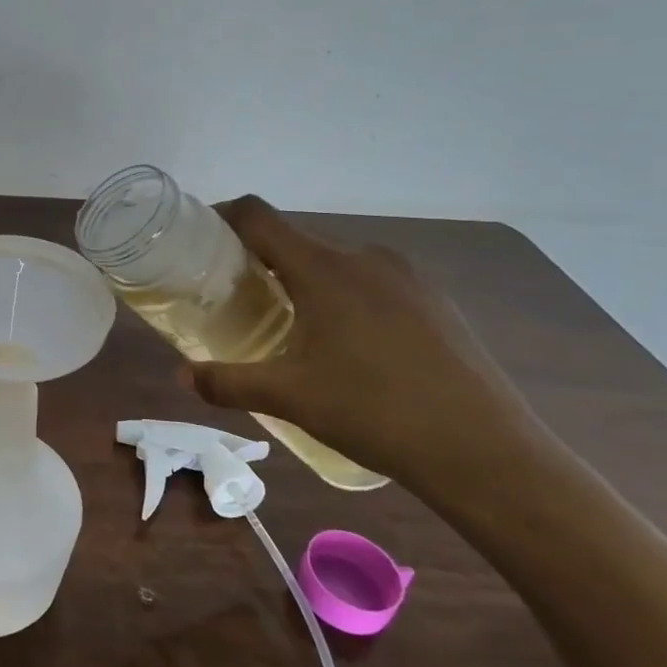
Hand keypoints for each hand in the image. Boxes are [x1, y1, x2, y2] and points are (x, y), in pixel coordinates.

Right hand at [187, 198, 544, 488]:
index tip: (197, 240)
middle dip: (258, 259)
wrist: (484, 450)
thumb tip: (182, 375)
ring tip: (287, 323)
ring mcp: (407, 276)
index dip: (221, 217)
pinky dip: (342, 295)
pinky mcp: (434, 300)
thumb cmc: (373, 412)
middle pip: (295, 239)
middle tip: (234, 296)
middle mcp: (364, 257)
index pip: (258, 216)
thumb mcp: (288, 397)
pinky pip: (371, 281)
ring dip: (301, 279)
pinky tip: (346, 344)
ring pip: (335, 261)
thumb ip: (227, 382)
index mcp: (323, 268)